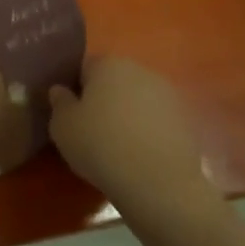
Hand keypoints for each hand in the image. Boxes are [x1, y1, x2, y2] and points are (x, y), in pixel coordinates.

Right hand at [49, 57, 216, 225]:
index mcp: (108, 64)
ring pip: (136, 99)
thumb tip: (61, 90)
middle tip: (89, 129)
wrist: (158, 181)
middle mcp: (140, 70)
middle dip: (102, 99)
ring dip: (126, 114)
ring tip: (115, 145)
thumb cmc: (100, 145)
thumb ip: (59, 102)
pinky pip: (156, 120)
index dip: (74, 88)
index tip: (69, 113)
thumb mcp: (62, 126)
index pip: (84, 67)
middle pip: (113, 80)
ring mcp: (168, 94)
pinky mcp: (185, 119)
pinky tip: (137, 155)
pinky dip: (146, 131)